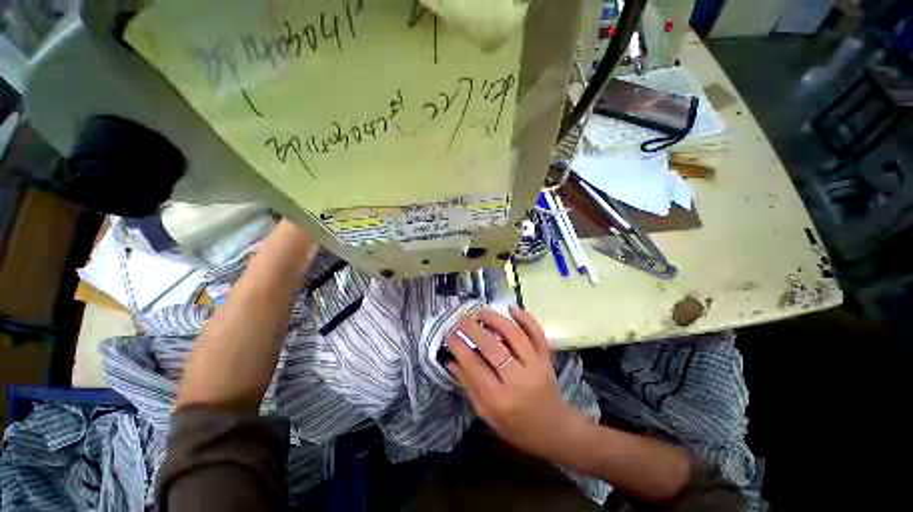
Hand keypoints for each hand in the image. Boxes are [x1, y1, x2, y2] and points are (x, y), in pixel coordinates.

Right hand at [446, 305, 589, 460]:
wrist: (555, 429)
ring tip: (480, 311)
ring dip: (495, 319)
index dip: (459, 347)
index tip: (449, 333)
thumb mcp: (488, 415)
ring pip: (514, 335)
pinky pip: (537, 333)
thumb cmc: (517, 426)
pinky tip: (512, 307)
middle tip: (461, 318)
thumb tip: (451, 361)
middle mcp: (519, 379)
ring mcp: (536, 365)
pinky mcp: (546, 357)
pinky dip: (525, 318)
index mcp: (501, 399)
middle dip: (473, 329)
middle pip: (493, 347)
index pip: (474, 366)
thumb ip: (470, 387)